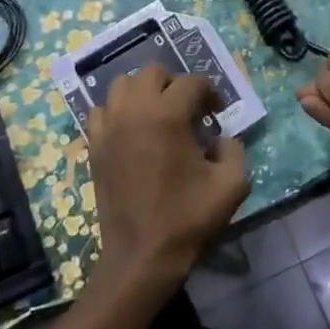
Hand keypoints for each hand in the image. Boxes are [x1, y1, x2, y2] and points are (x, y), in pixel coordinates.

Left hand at [84, 66, 249, 293]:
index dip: (210, 93)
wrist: (141, 256)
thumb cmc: (187, 219)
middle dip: (174, 84)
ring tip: (158, 115)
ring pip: (122, 85)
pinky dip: (118, 111)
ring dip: (143, 92)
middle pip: (152, 72)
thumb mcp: (231, 185)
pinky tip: (132, 131)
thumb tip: (222, 138)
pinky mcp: (95, 146)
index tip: (217, 113)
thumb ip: (235, 150)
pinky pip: (102, 111)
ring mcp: (109, 127)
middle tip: (188, 110)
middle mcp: (134, 111)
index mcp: (167, 115)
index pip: (192, 82)